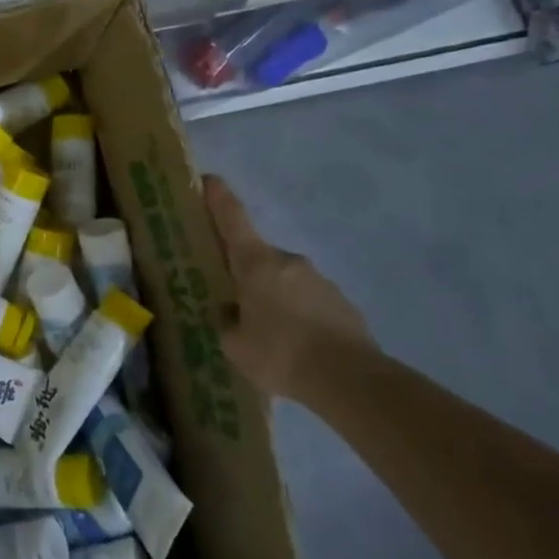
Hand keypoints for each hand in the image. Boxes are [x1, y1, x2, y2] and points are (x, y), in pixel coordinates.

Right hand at [205, 174, 370, 397]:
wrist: (350, 380)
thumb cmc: (280, 354)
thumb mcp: (234, 343)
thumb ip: (228, 321)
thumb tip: (231, 311)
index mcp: (256, 263)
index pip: (232, 218)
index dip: (218, 197)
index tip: (208, 179)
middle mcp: (288, 261)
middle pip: (257, 256)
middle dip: (244, 272)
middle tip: (231, 299)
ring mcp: (320, 280)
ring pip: (284, 281)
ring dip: (272, 297)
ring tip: (266, 334)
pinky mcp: (342, 303)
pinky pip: (308, 302)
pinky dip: (297, 316)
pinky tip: (294, 346)